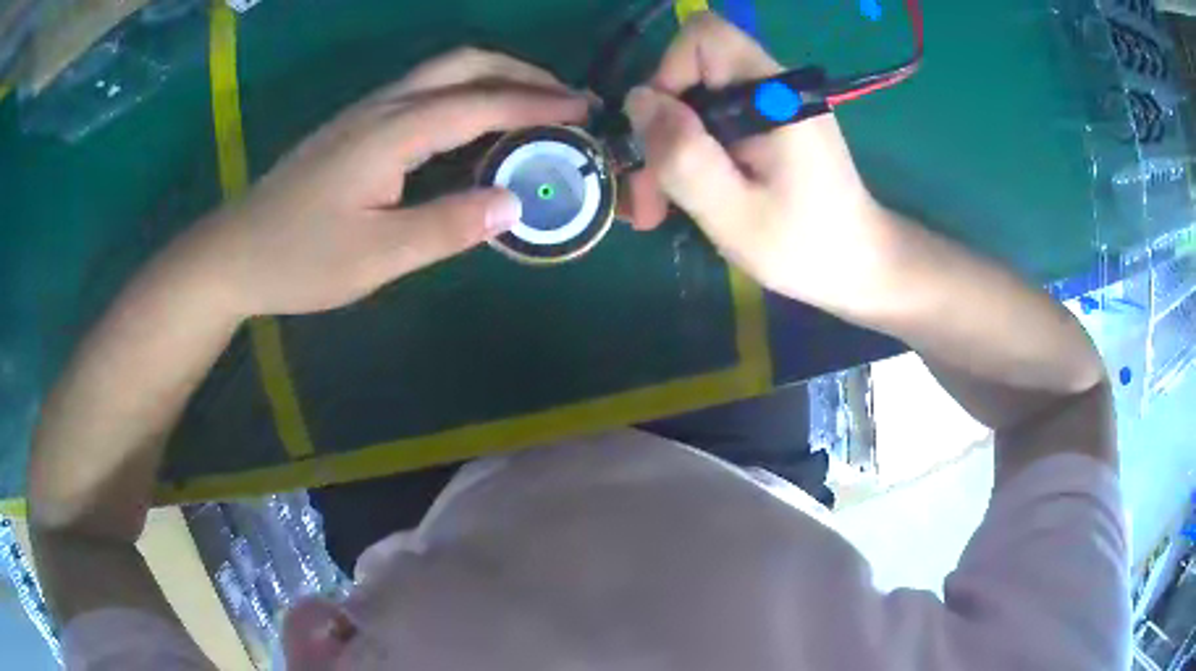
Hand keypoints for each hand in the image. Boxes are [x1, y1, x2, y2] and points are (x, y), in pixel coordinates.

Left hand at [195, 49, 588, 316]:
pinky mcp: (357, 127)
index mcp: (392, 132)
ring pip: (443, 73)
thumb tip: (515, 202)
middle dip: (522, 73)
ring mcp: (366, 112)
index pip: (480, 103)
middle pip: (464, 64)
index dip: (537, 104)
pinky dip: (466, 95)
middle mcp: (383, 107)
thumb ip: (447, 226)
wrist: (234, 253)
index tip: (585, 110)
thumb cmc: (299, 258)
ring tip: (534, 106)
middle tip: (565, 100)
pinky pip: (425, 92)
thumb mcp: (376, 256)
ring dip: (495, 79)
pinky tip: (476, 124)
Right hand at [623, 13, 892, 310]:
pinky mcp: (769, 123)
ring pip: (696, 98)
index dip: (668, 74)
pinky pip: (713, 117)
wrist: (859, 266)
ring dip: (670, 146)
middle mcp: (774, 86)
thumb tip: (638, 100)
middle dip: (660, 125)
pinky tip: (689, 194)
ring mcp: (772, 104)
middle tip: (648, 196)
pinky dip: (692, 151)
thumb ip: (684, 154)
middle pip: (692, 70)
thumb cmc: (804, 248)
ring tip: (661, 206)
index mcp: (775, 94)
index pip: (704, 38)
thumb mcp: (734, 213)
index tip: (661, 136)